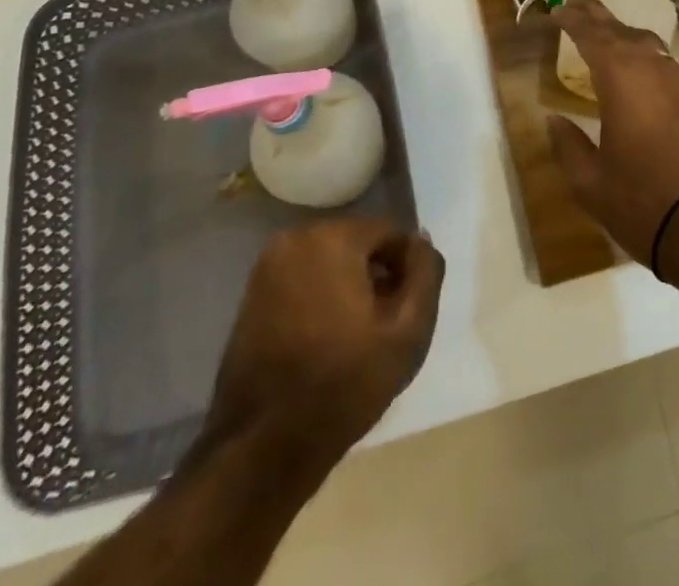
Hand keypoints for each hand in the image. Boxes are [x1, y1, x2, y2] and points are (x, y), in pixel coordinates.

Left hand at [205, 219, 443, 468]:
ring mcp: (268, 265)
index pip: (390, 232)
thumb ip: (426, 273)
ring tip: (358, 333)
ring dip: (350, 283)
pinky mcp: (252, 293)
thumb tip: (422, 241)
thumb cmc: (344, 384)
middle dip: (377, 272)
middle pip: (358, 242)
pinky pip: (303, 277)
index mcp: (333, 237)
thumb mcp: (408, 331)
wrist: (263, 447)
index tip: (409, 306)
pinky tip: (328, 336)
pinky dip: (321, 295)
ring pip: (330, 259)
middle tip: (387, 321)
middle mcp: (296, 237)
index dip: (407, 266)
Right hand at [548, 0, 678, 267]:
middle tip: (574, 5)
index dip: (571, 19)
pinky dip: (638, 52)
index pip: (592, 33)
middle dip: (595, 15)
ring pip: (644, 41)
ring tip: (600, 33)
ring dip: (619, 31)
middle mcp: (651, 67)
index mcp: (621, 76)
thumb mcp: (591, 182)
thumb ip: (568, 145)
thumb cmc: (643, 200)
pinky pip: (658, 59)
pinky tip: (633, 66)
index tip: (555, 12)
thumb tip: (552, 120)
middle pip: (619, 28)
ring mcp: (677, 81)